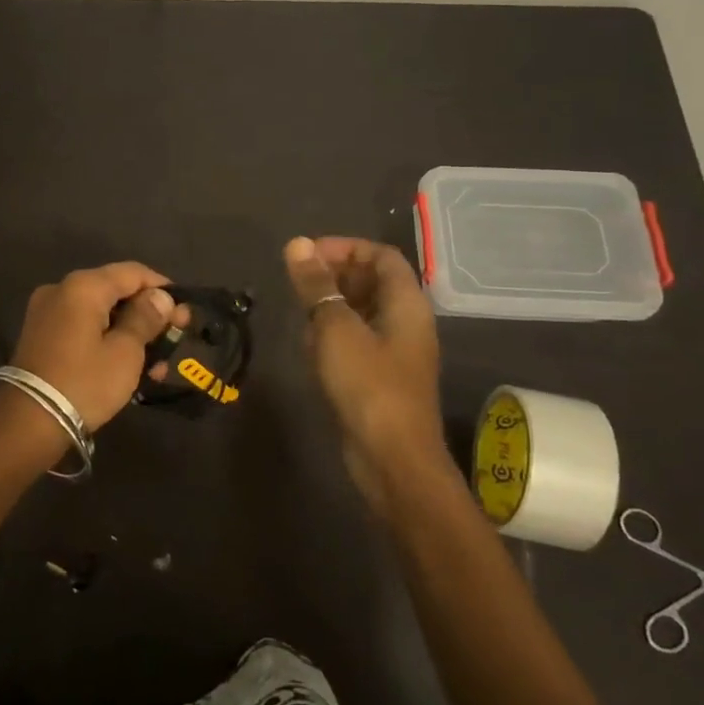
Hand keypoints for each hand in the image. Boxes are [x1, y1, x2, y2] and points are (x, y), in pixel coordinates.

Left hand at [3, 263, 178, 433]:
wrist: (28, 423)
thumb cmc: (84, 383)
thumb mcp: (125, 352)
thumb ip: (145, 318)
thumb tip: (161, 296)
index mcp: (82, 286)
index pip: (132, 272)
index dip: (163, 288)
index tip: (185, 312)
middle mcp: (61, 289)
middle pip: (115, 291)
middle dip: (148, 314)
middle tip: (175, 337)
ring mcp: (46, 312)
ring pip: (100, 312)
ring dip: (130, 332)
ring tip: (157, 364)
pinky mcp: (41, 335)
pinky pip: (83, 327)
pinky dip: (107, 339)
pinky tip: (128, 365)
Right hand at [283, 236, 447, 513]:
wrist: (391, 459)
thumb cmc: (368, 386)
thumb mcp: (336, 330)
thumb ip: (316, 286)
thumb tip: (297, 244)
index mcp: (406, 303)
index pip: (380, 255)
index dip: (344, 247)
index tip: (306, 254)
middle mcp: (405, 322)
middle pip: (372, 281)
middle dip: (333, 275)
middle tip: (297, 281)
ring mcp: (394, 352)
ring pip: (361, 312)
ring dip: (330, 306)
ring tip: (298, 312)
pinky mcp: (380, 377)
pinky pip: (356, 341)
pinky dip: (333, 335)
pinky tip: (308, 347)